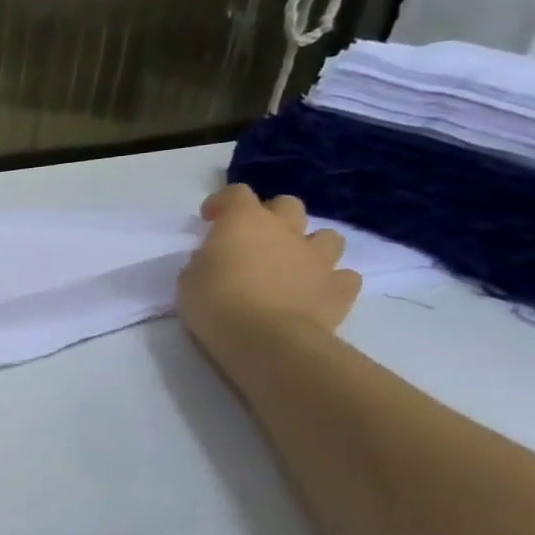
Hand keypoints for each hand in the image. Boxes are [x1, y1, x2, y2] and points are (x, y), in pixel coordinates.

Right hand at [176, 184, 360, 368]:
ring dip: (310, 246)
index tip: (209, 220)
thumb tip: (218, 260)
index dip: (222, 203)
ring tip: (292, 265)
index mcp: (244, 222)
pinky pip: (344, 277)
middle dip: (272, 216)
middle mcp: (286, 231)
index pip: (235, 194)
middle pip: (288, 205)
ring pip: (328, 236)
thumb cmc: (216, 303)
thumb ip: (206, 261)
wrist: (267, 340)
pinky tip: (315, 294)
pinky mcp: (340, 289)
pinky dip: (331, 282)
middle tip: (254, 240)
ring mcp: (318, 259)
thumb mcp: (190, 278)